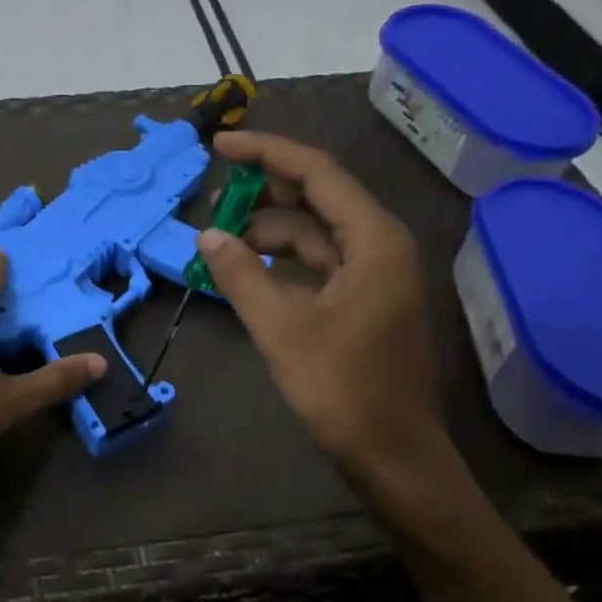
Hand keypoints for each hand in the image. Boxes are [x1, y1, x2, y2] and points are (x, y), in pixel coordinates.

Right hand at [198, 131, 454, 489]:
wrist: (394, 456)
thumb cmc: (343, 389)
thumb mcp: (281, 328)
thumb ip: (241, 275)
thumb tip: (207, 237)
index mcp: (374, 240)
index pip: (317, 173)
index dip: (266, 153)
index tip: (220, 145)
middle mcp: (381, 247)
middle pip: (319, 199)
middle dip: (265, 194)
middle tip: (215, 198)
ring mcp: (375, 277)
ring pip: (316, 235)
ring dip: (269, 234)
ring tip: (221, 245)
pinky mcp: (365, 304)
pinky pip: (319, 267)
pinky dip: (283, 264)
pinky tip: (249, 274)